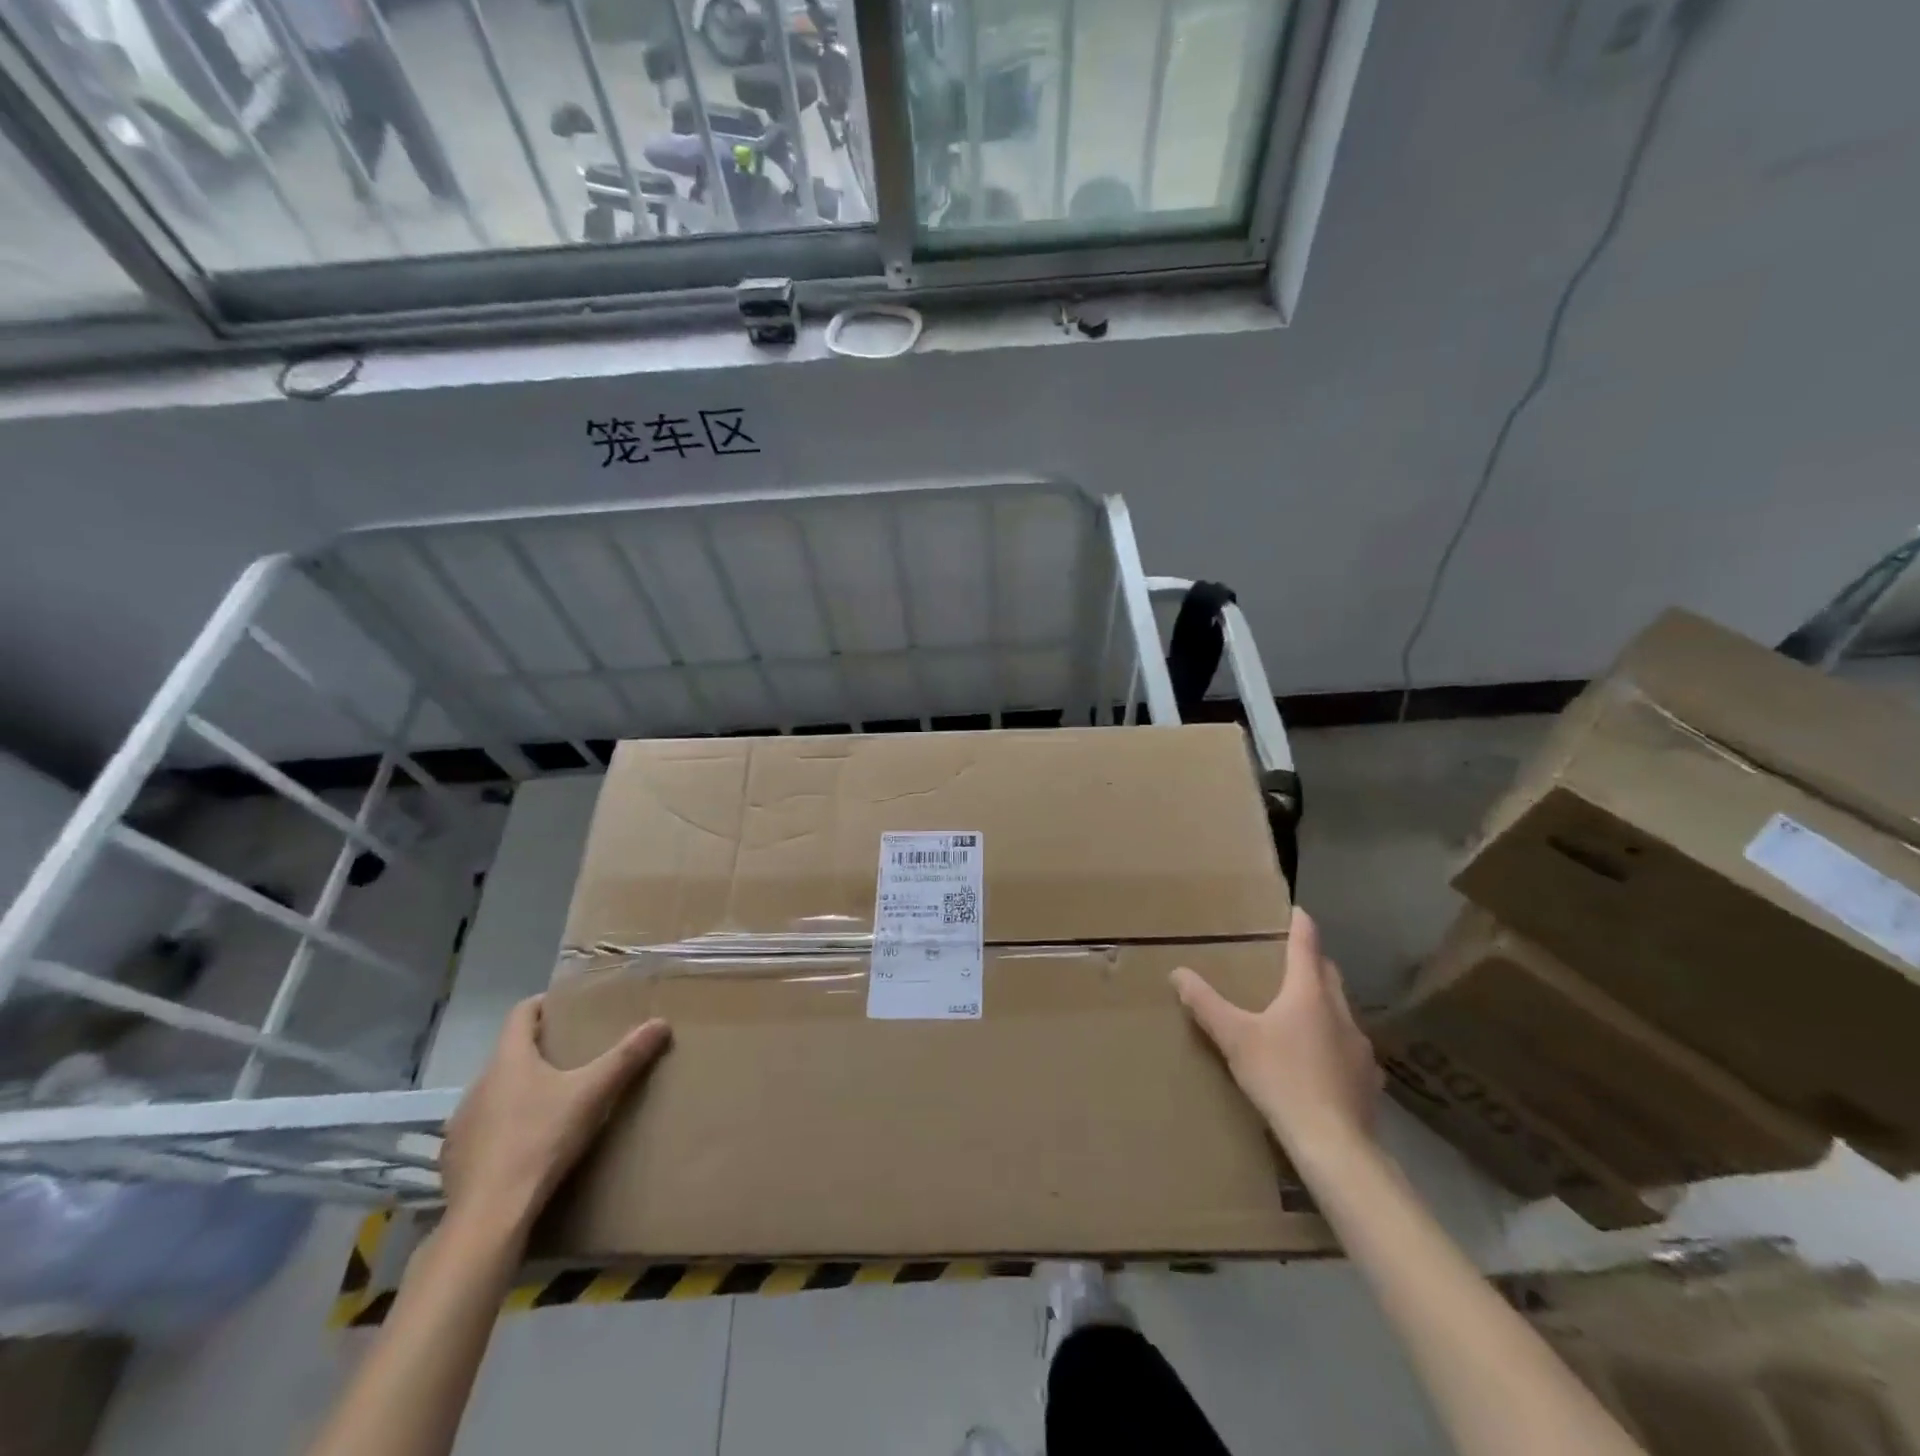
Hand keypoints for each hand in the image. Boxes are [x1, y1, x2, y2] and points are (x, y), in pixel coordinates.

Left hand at [438, 996, 670, 1239]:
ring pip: (495, 1091)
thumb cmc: (542, 1139)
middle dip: (539, 1050)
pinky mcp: (455, 1158)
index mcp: (509, 1059)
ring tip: (552, 1099)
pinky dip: (504, 1125)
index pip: (520, 1014)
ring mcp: (462, 1123)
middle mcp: (479, 1083)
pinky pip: (483, 1127)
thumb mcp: (594, 1093)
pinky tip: (526, 1144)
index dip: (543, 1004)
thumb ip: (627, 1057)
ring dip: (520, 1089)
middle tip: (572, 1054)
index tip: (566, 1007)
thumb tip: (661, 1023)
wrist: (490, 1215)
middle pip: (510, 1053)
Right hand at [1172, 907, 1380, 1156]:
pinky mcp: (1368, 1078)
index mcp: (1309, 993)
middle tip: (1289, 960)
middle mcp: (1341, 1011)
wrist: (1334, 1144)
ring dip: (1324, 1002)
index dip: (1301, 925)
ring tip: (1300, 1011)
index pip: (1307, 945)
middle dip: (1312, 962)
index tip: (1296, 910)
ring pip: (1341, 1010)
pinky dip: (1333, 1040)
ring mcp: (1360, 1046)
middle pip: (1329, 974)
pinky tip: (1319, 1060)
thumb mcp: (1234, 1038)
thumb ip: (1205, 1004)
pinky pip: (1349, 1046)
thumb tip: (1177, 972)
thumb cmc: (1281, 1078)